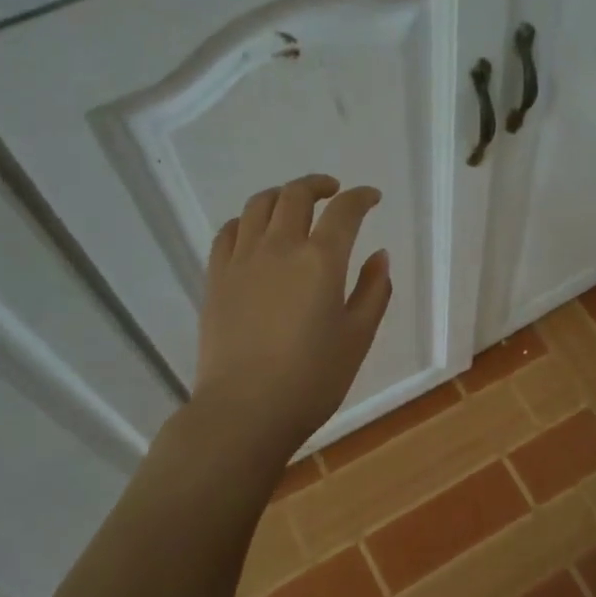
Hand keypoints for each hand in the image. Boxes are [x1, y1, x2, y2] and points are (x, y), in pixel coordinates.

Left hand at [193, 174, 392, 458]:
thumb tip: (379, 255)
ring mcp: (242, 259)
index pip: (345, 211)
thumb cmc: (312, 379)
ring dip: (282, 195)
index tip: (372, 198)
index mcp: (321, 260)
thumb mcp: (358, 337)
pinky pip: (228, 231)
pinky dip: (246, 220)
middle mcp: (280, 247)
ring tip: (294, 205)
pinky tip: (254, 232)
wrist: (245, 410)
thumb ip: (373, 291)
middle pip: (296, 195)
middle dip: (319, 185)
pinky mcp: (215, 277)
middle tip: (333, 192)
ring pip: (258, 205)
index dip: (361, 197)